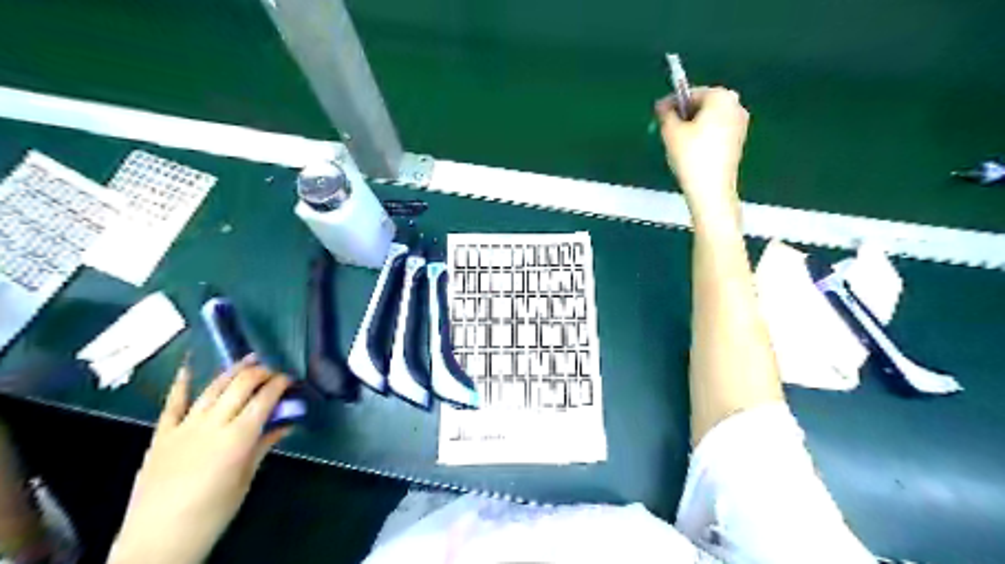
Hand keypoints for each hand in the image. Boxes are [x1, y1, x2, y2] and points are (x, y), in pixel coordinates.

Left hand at [108, 356, 290, 563]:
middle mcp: (212, 424)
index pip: (264, 399)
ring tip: (249, 360)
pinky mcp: (161, 434)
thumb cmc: (212, 514)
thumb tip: (286, 424)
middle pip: (240, 385)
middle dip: (261, 372)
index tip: (291, 379)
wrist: (157, 540)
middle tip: (274, 371)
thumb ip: (264, 446)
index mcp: (237, 438)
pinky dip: (181, 383)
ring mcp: (184, 427)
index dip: (280, 384)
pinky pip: (172, 403)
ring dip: (233, 371)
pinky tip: (189, 367)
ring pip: (213, 388)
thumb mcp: (245, 480)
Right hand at [657, 85, 748, 225]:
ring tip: (676, 142)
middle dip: (684, 114)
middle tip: (666, 128)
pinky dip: (703, 136)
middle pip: (703, 104)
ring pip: (710, 119)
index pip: (690, 93)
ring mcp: (740, 123)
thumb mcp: (671, 132)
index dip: (671, 103)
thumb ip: (665, 113)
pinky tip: (691, 151)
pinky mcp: (739, 141)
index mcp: (721, 97)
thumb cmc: (691, 156)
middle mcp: (735, 105)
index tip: (657, 113)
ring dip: (693, 126)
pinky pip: (717, 131)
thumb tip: (662, 105)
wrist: (711, 189)